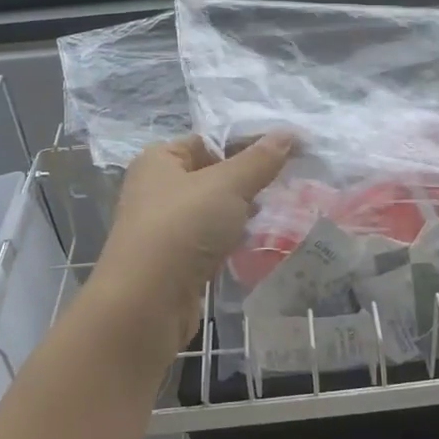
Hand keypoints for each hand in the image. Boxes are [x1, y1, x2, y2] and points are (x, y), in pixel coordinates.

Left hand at [85, 133, 295, 367]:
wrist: (146, 304)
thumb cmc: (182, 228)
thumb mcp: (227, 185)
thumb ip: (259, 160)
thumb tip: (289, 133)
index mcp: (160, 160)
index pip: (210, 140)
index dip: (249, 143)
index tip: (290, 150)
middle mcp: (158, 189)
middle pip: (214, 175)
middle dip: (251, 180)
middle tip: (292, 181)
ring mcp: (167, 227)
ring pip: (215, 210)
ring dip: (245, 212)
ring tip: (284, 209)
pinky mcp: (177, 261)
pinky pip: (213, 240)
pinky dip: (235, 240)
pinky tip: (261, 241)